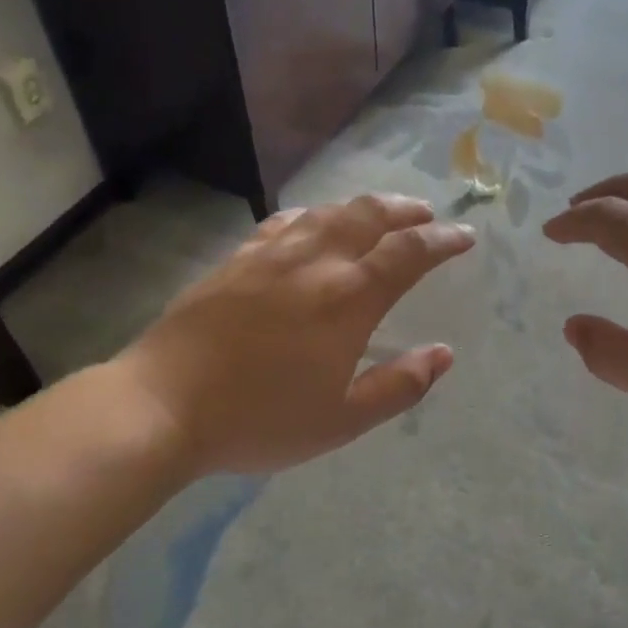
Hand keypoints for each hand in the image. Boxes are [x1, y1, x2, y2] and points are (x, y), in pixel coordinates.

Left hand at [113, 195, 476, 477]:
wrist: (162, 406)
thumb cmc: (259, 419)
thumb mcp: (341, 420)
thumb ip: (399, 386)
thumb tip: (443, 355)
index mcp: (348, 299)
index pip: (408, 254)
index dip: (443, 241)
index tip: (465, 236)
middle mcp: (315, 263)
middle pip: (370, 216)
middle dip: (406, 210)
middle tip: (427, 214)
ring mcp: (271, 256)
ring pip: (328, 213)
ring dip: (364, 207)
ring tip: (380, 213)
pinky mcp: (236, 261)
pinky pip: (284, 223)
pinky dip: (313, 216)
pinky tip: (312, 223)